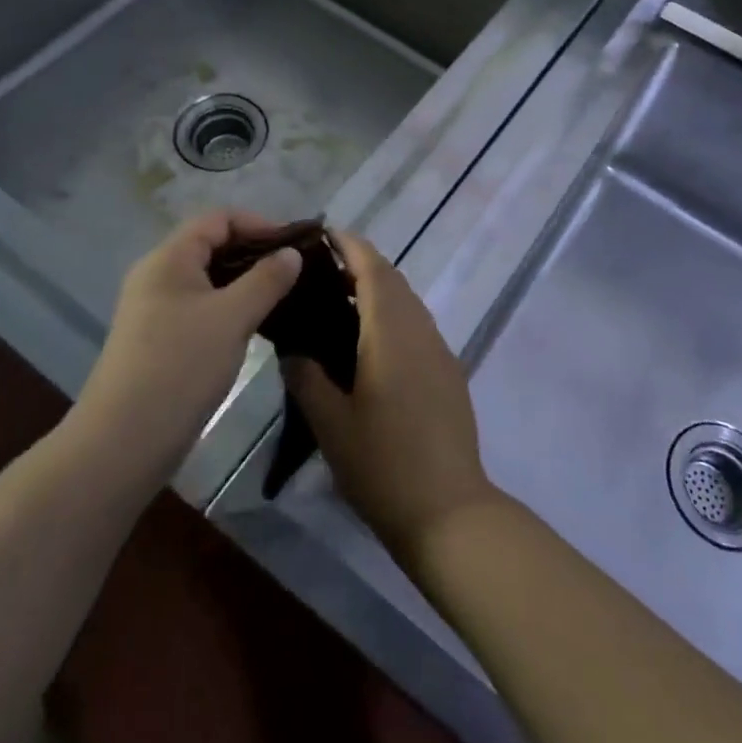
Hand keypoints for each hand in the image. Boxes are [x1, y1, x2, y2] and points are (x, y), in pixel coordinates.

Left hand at [71, 211, 301, 484]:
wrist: (123, 444)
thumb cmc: (179, 367)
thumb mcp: (232, 317)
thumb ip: (266, 279)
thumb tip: (292, 253)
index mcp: (169, 259)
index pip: (218, 219)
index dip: (259, 224)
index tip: (294, 247)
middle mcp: (158, 276)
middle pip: (213, 246)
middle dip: (256, 253)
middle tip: (295, 272)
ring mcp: (156, 311)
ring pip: (209, 280)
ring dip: (246, 282)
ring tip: (283, 297)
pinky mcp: (160, 341)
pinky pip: (202, 308)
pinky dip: (231, 307)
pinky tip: (256, 326)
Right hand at [283, 232, 497, 561]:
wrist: (448, 509)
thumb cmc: (383, 464)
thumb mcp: (331, 424)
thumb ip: (307, 377)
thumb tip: (293, 348)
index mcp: (391, 331)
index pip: (373, 269)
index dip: (351, 245)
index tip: (325, 233)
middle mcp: (420, 329)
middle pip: (392, 280)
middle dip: (361, 264)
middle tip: (320, 269)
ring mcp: (439, 350)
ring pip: (407, 302)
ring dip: (378, 290)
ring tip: (338, 303)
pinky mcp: (448, 371)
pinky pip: (417, 325)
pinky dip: (392, 315)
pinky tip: (369, 344)